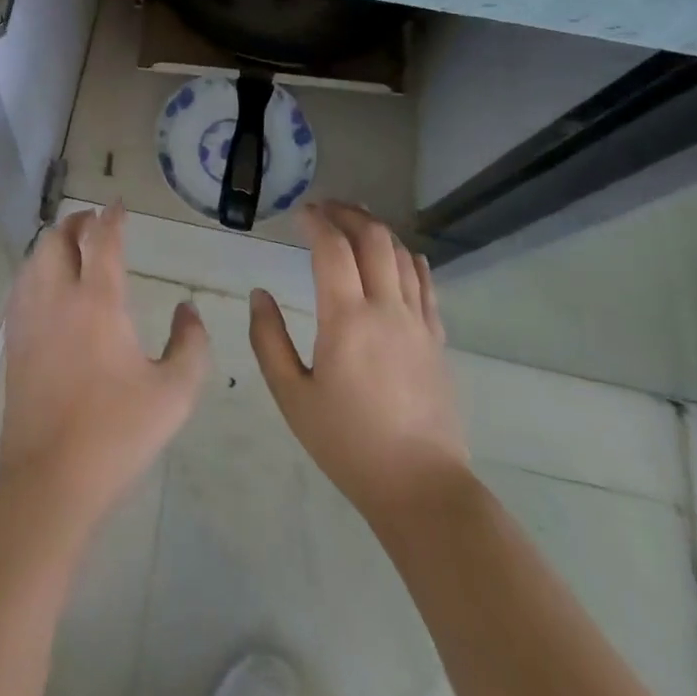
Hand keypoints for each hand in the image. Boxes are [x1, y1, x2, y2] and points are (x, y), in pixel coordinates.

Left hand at [0, 203, 209, 537]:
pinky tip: (47, 284)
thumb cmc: (117, 432)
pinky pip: (21, 283)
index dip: (112, 218)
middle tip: (95, 223)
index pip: (102, 240)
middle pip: (58, 238)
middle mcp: (58, 296)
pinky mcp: (13, 339)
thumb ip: (191, 344)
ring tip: (72, 246)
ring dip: (54, 242)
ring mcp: (29, 317)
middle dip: (77, 223)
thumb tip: (188, 309)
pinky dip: (36, 267)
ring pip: (34, 257)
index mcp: (98, 301)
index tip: (118, 206)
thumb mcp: (175, 393)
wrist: (49, 476)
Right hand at [249, 202, 467, 523]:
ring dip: (377, 230)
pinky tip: (401, 253)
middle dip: (348, 214)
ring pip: (401, 255)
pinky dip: (410, 258)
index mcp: (347, 319)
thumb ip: (269, 340)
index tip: (299, 212)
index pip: (332, 248)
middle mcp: (387, 309)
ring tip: (355, 220)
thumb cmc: (347, 442)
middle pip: (373, 239)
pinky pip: (426, 284)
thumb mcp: (291, 395)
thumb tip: (260, 295)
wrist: (420, 487)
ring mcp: (418, 322)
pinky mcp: (436, 340)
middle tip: (325, 208)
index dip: (315, 222)